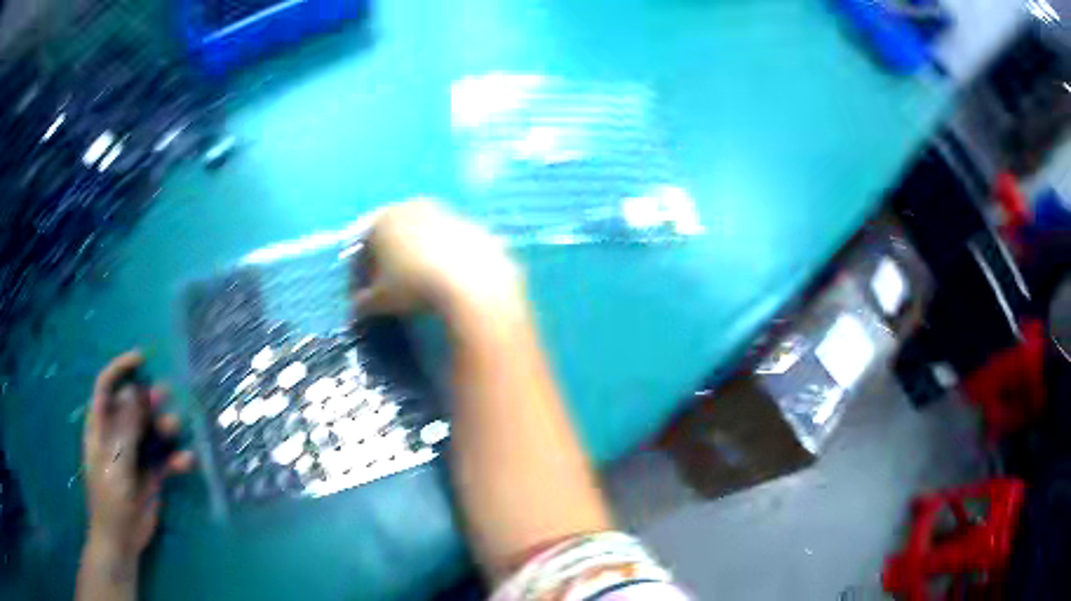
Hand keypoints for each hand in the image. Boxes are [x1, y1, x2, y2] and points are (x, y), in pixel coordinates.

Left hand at [83, 351, 194, 562]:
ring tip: (175, 427)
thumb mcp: (115, 460)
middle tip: (165, 395)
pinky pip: (167, 459)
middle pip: (132, 405)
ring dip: (164, 426)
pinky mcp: (152, 474)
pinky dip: (177, 458)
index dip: (121, 369)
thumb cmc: (110, 497)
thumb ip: (125, 427)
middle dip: (148, 397)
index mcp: (100, 425)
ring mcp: (135, 454)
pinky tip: (186, 462)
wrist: (122, 538)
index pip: (106, 386)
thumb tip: (135, 389)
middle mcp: (118, 434)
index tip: (141, 359)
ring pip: (152, 430)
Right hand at [352, 201, 524, 317]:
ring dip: (418, 257)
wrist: (472, 282)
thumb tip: (357, 307)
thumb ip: (364, 302)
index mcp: (383, 219)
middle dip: (390, 260)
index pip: (364, 246)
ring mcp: (445, 213)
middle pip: (394, 235)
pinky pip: (451, 243)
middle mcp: (412, 207)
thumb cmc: (414, 286)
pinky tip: (449, 281)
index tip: (365, 294)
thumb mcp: (381, 301)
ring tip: (421, 285)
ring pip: (424, 237)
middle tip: (392, 288)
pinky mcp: (473, 225)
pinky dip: (445, 258)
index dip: (361, 272)